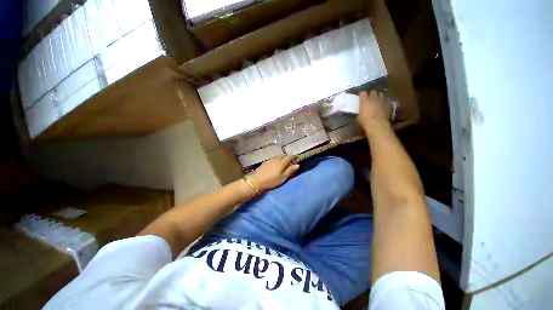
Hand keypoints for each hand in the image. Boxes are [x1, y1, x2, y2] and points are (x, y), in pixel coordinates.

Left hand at [246, 156, 299, 191]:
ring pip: (278, 157)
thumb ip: (290, 171)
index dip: (294, 157)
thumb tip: (297, 164)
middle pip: (283, 156)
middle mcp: (276, 159)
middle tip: (290, 162)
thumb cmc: (271, 181)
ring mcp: (270, 160)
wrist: (256, 181)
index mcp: (281, 163)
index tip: (297, 158)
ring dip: (282, 158)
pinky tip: (276, 165)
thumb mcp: (282, 178)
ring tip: (283, 163)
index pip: (289, 157)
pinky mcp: (265, 162)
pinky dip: (277, 160)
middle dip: (288, 157)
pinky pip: (273, 159)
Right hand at [357, 91, 391, 130]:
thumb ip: (360, 111)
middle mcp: (373, 98)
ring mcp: (382, 100)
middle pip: (373, 91)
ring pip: (381, 94)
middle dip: (371, 94)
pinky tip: (384, 105)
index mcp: (364, 101)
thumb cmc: (365, 121)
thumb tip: (361, 111)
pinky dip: (385, 101)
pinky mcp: (388, 103)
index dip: (362, 95)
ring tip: (378, 101)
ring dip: (379, 97)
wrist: (377, 124)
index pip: (363, 93)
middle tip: (370, 99)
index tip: (362, 97)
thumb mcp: (358, 117)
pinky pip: (387, 100)